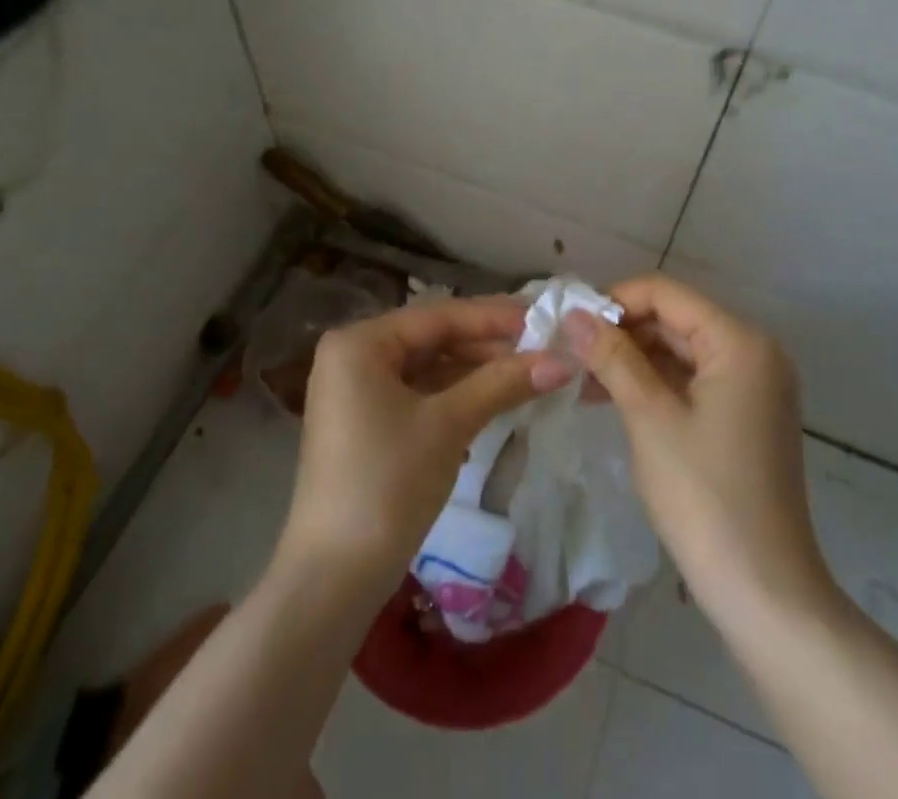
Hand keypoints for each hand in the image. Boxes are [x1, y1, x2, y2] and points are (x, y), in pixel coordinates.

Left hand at [277, 299, 573, 590]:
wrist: (333, 581)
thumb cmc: (387, 484)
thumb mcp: (449, 425)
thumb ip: (503, 383)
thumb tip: (564, 360)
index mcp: (360, 343)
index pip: (438, 316)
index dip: (493, 317)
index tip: (543, 318)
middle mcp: (353, 357)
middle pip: (433, 340)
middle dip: (487, 348)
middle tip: (542, 349)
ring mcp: (356, 393)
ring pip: (428, 369)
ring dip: (476, 374)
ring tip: (528, 375)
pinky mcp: (366, 426)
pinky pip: (418, 396)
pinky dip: (455, 398)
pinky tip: (493, 404)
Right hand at [565, 275, 831, 624]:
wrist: (764, 592)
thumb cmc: (704, 496)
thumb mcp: (649, 417)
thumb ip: (612, 357)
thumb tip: (574, 314)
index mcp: (739, 342)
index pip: (666, 293)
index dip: (614, 301)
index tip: (570, 324)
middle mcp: (754, 352)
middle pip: (675, 319)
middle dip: (622, 332)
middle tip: (570, 353)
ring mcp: (754, 385)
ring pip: (681, 350)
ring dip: (633, 359)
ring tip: (583, 378)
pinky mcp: (747, 414)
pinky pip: (694, 380)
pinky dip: (656, 384)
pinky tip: (613, 398)